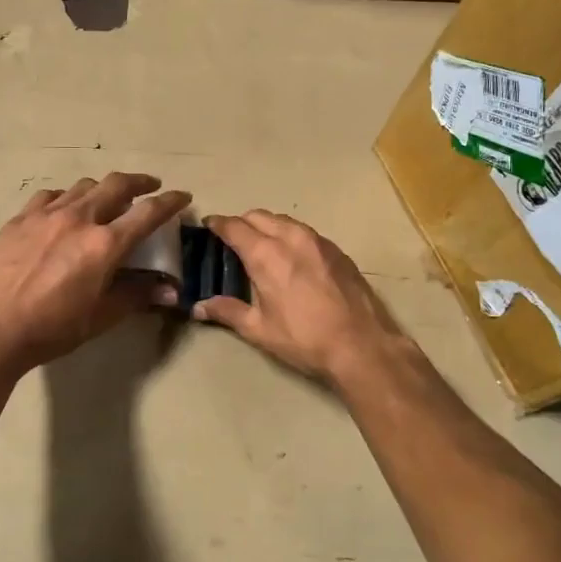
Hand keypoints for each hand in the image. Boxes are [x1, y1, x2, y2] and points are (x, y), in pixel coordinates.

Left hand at [0, 173, 191, 370]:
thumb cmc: (54, 327)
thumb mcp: (102, 316)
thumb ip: (137, 295)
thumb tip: (170, 290)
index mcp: (105, 244)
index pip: (148, 213)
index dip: (170, 202)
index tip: (182, 196)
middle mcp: (80, 219)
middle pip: (116, 185)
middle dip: (139, 182)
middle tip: (149, 186)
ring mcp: (47, 214)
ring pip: (83, 186)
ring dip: (102, 188)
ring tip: (107, 198)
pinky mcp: (21, 218)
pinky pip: (51, 196)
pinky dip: (67, 198)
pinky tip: (64, 209)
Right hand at [193, 211, 410, 385]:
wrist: (362, 345)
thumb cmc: (304, 338)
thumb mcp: (259, 329)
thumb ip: (227, 312)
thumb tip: (198, 307)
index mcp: (266, 254)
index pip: (234, 227)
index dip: (217, 224)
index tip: (208, 225)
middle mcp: (290, 238)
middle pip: (258, 216)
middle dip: (241, 222)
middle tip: (231, 239)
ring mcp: (317, 240)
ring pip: (283, 220)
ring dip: (266, 225)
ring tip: (260, 244)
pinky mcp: (336, 249)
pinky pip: (304, 231)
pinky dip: (289, 234)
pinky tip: (290, 255)